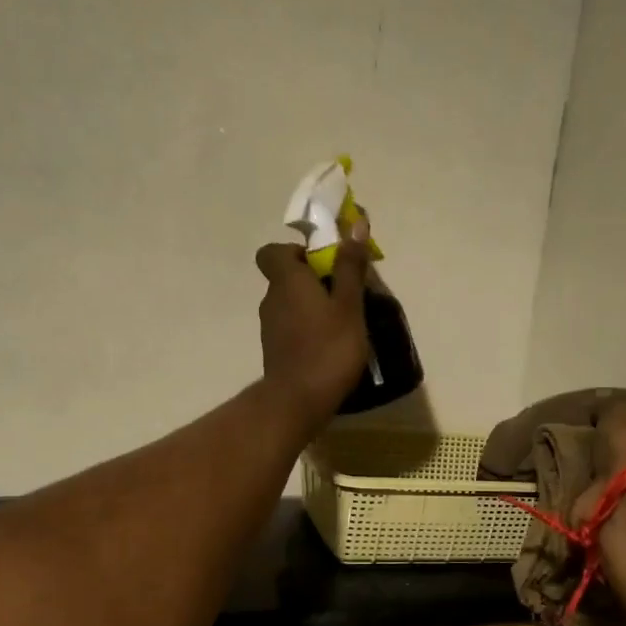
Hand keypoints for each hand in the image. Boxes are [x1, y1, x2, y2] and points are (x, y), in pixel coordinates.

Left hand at [254, 225, 371, 432]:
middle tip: (345, 294)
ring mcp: (270, 328)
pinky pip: (291, 328)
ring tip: (343, 323)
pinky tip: (331, 346)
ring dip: (312, 307)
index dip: (296, 251)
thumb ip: (350, 267)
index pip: (272, 251)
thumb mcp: (348, 306)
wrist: (298, 401)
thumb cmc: (327, 348)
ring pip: (290, 305)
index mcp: (286, 281)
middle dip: (313, 280)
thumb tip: (355, 223)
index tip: (323, 263)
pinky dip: (307, 329)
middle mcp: (271, 299)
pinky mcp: (275, 351)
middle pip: (286, 278)